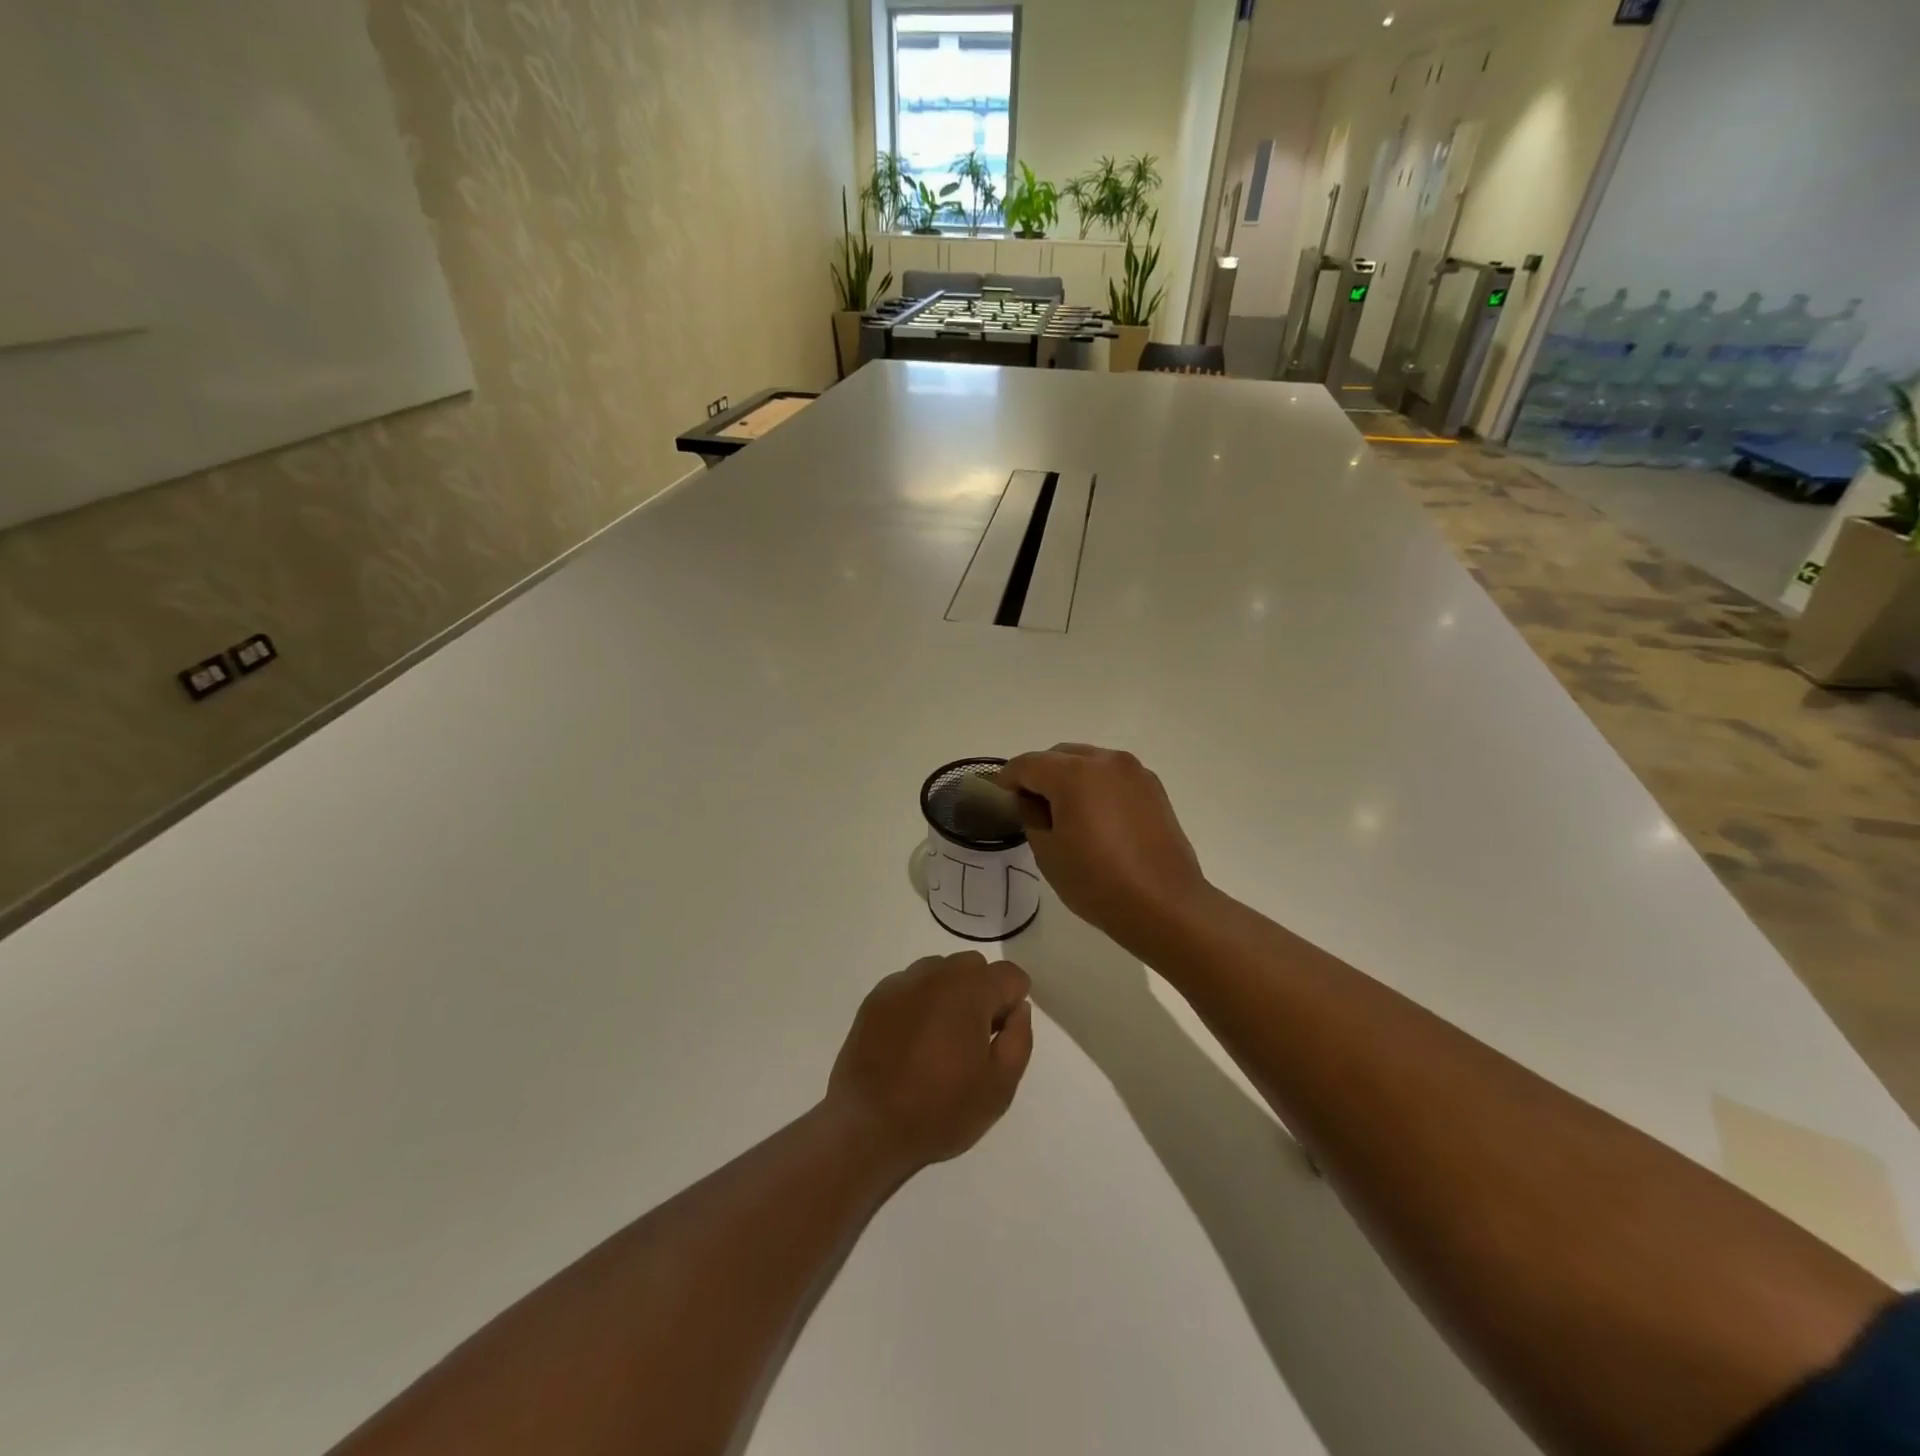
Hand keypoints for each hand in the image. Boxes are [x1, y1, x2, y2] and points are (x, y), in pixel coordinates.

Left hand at [827, 952, 1033, 1171]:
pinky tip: (910, 1042)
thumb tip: (1017, 1009)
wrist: (867, 1126)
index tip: (1000, 1036)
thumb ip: (1019, 1038)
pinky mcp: (875, 998)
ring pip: (940, 972)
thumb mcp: (1000, 1085)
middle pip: (973, 967)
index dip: (1013, 1004)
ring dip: (949, 995)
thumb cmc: (941, 1108)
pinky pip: (910, 987)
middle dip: (981, 994)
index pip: (1009, 975)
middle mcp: (936, 973)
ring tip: (939, 1041)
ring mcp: (901, 983)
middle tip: (972, 1040)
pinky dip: (919, 1003)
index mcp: (971, 989)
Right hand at [995, 745, 1207, 950]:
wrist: (1165, 905)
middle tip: (1031, 807)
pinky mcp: (1153, 787)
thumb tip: (1031, 800)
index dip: (1008, 778)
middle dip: (1040, 774)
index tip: (1000, 796)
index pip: (1028, 764)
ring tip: (1065, 812)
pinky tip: (1095, 817)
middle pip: (1059, 755)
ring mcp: (1134, 771)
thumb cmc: (1098, 882)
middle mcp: (1106, 761)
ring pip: (1088, 761)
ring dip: (1070, 777)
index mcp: (1074, 773)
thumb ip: (1031, 815)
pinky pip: (1112, 775)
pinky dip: (1096, 786)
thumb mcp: (1048, 853)